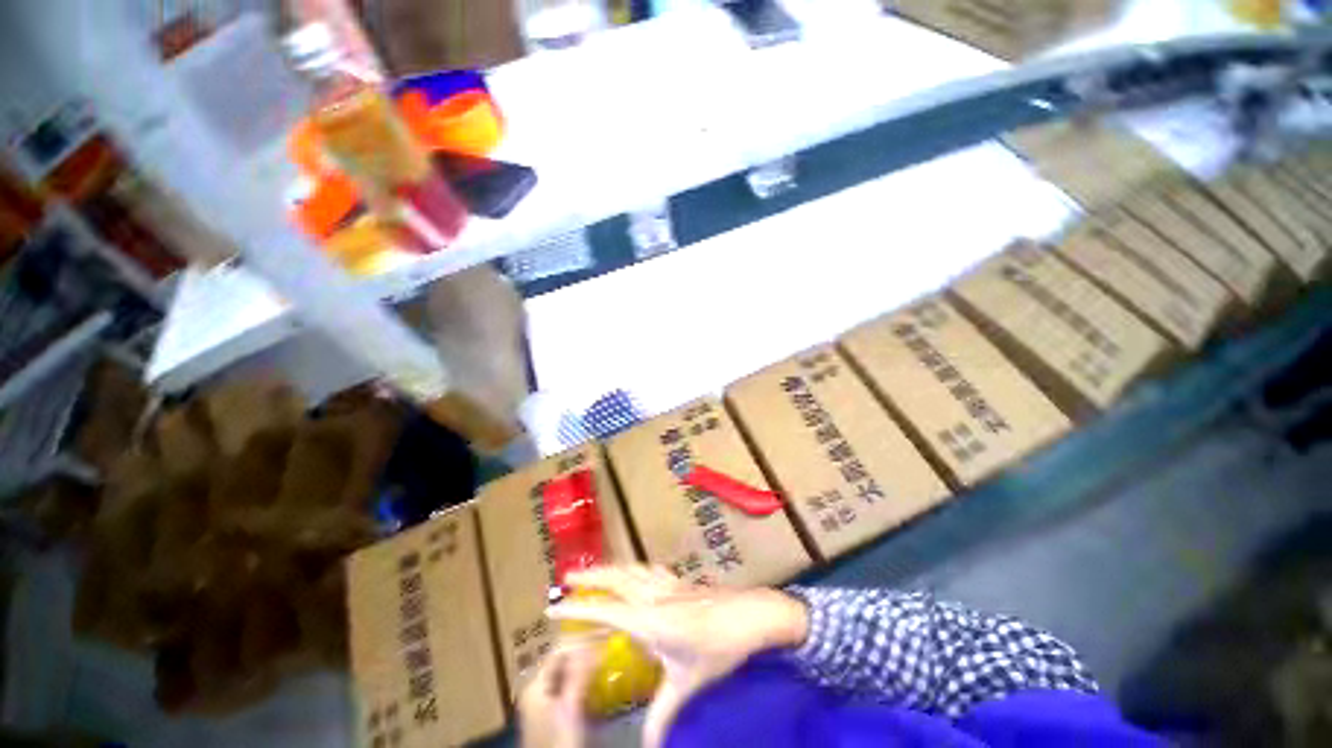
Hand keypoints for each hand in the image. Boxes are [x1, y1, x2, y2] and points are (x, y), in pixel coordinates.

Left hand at [518, 642, 599, 747]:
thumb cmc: (560, 743)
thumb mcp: (570, 709)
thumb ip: (579, 675)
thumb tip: (595, 644)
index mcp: (535, 684)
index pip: (560, 649)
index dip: (583, 638)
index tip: (607, 633)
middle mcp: (537, 688)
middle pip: (562, 659)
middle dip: (586, 649)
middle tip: (609, 642)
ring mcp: (544, 702)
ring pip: (567, 671)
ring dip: (586, 662)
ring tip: (607, 656)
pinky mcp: (553, 713)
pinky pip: (569, 685)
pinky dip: (584, 678)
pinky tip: (598, 679)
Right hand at [547, 565, 808, 747]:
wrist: (750, 615)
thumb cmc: (718, 649)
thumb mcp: (687, 685)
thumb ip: (662, 716)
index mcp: (649, 620)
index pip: (604, 611)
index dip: (577, 609)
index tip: (553, 608)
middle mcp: (653, 596)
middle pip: (615, 579)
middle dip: (589, 576)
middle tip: (566, 577)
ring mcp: (667, 584)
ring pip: (631, 569)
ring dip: (610, 568)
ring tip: (594, 570)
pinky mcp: (679, 581)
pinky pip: (649, 569)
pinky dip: (634, 568)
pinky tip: (636, 573)